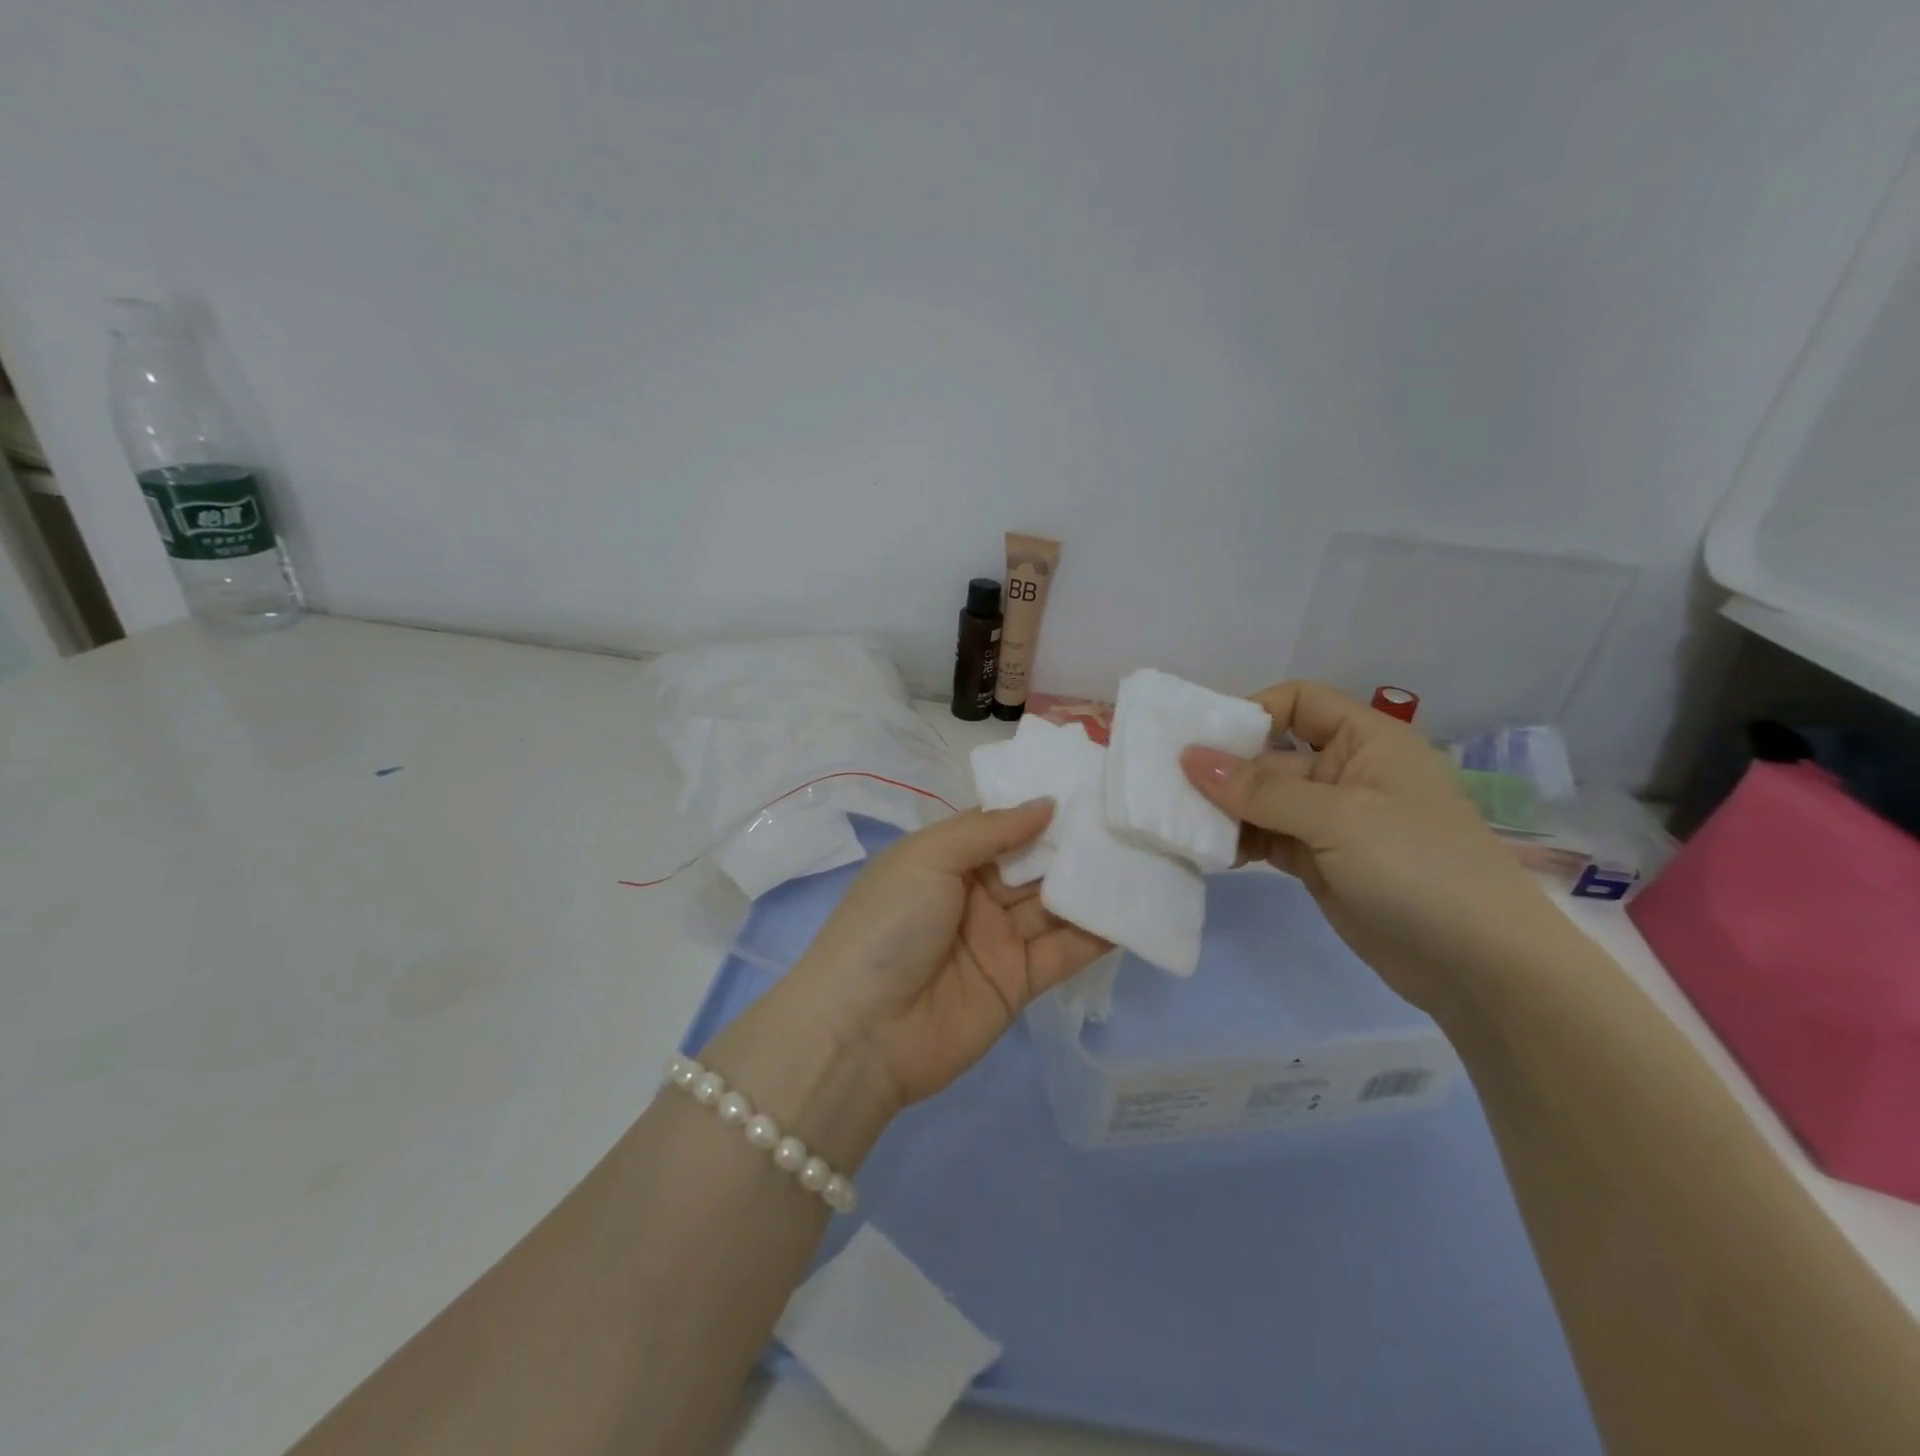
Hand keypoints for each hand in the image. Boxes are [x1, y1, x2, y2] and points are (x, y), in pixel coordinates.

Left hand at [769, 802, 1109, 1110]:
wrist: (862, 1032)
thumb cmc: (888, 925)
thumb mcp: (928, 858)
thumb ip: (989, 829)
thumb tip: (1046, 803)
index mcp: (944, 859)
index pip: (1001, 825)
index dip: (1039, 808)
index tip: (1090, 786)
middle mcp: (973, 895)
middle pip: (1032, 863)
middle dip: (1074, 843)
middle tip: (1129, 818)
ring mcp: (998, 939)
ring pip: (1053, 905)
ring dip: (1091, 885)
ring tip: (1144, 856)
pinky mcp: (1019, 982)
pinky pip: (1064, 952)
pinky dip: (1097, 934)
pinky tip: (1134, 910)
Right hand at [1182, 681, 1563, 1020]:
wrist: (1480, 967)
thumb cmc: (1417, 867)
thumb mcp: (1337, 818)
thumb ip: (1260, 790)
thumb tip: (1189, 758)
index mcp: (1366, 741)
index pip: (1298, 702)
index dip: (1251, 712)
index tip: (1203, 742)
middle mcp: (1346, 772)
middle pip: (1272, 754)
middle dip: (1225, 769)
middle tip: (1169, 788)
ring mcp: (1332, 821)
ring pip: (1263, 800)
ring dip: (1226, 810)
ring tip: (1181, 824)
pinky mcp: (1319, 862)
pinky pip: (1267, 838)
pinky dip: (1239, 842)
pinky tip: (1210, 853)